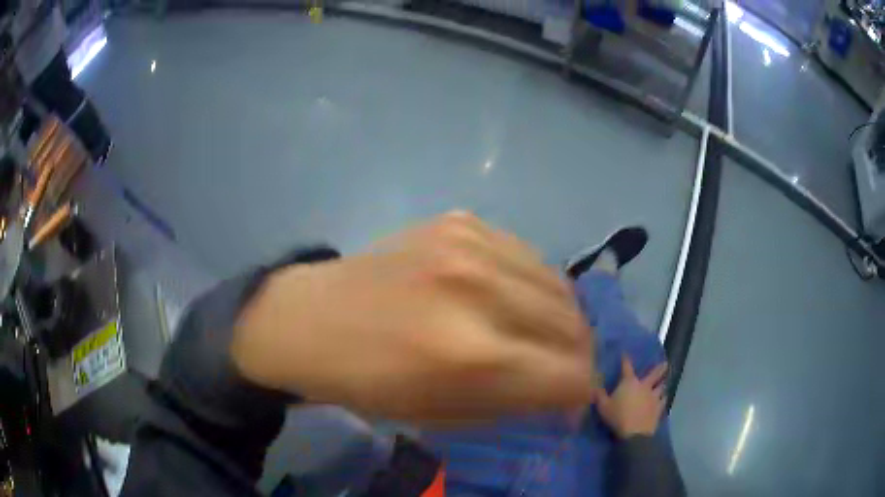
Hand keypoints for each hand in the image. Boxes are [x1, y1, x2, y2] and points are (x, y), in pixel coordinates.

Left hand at [230, 211, 594, 423]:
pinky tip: (505, 296)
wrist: (312, 319)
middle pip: (576, 326)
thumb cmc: (370, 383)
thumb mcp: (445, 416)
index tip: (567, 399)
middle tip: (558, 367)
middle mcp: (482, 291)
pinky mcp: (461, 221)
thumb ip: (518, 402)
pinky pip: (526, 257)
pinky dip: (529, 285)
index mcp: (474, 357)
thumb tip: (568, 393)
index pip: (573, 376)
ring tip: (535, 333)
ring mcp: (471, 244)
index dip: (578, 394)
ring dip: (558, 318)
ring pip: (560, 286)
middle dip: (576, 356)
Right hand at [596, 356, 666, 437]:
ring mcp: (654, 396)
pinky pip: (663, 401)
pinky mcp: (659, 408)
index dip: (625, 359)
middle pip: (655, 373)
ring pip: (661, 387)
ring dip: (662, 384)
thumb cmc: (618, 417)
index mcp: (629, 382)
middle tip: (665, 363)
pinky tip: (663, 399)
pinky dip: (663, 399)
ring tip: (663, 383)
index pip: (627, 367)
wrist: (635, 432)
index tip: (625, 353)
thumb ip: (599, 395)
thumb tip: (594, 385)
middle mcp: (644, 386)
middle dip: (660, 368)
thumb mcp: (603, 407)